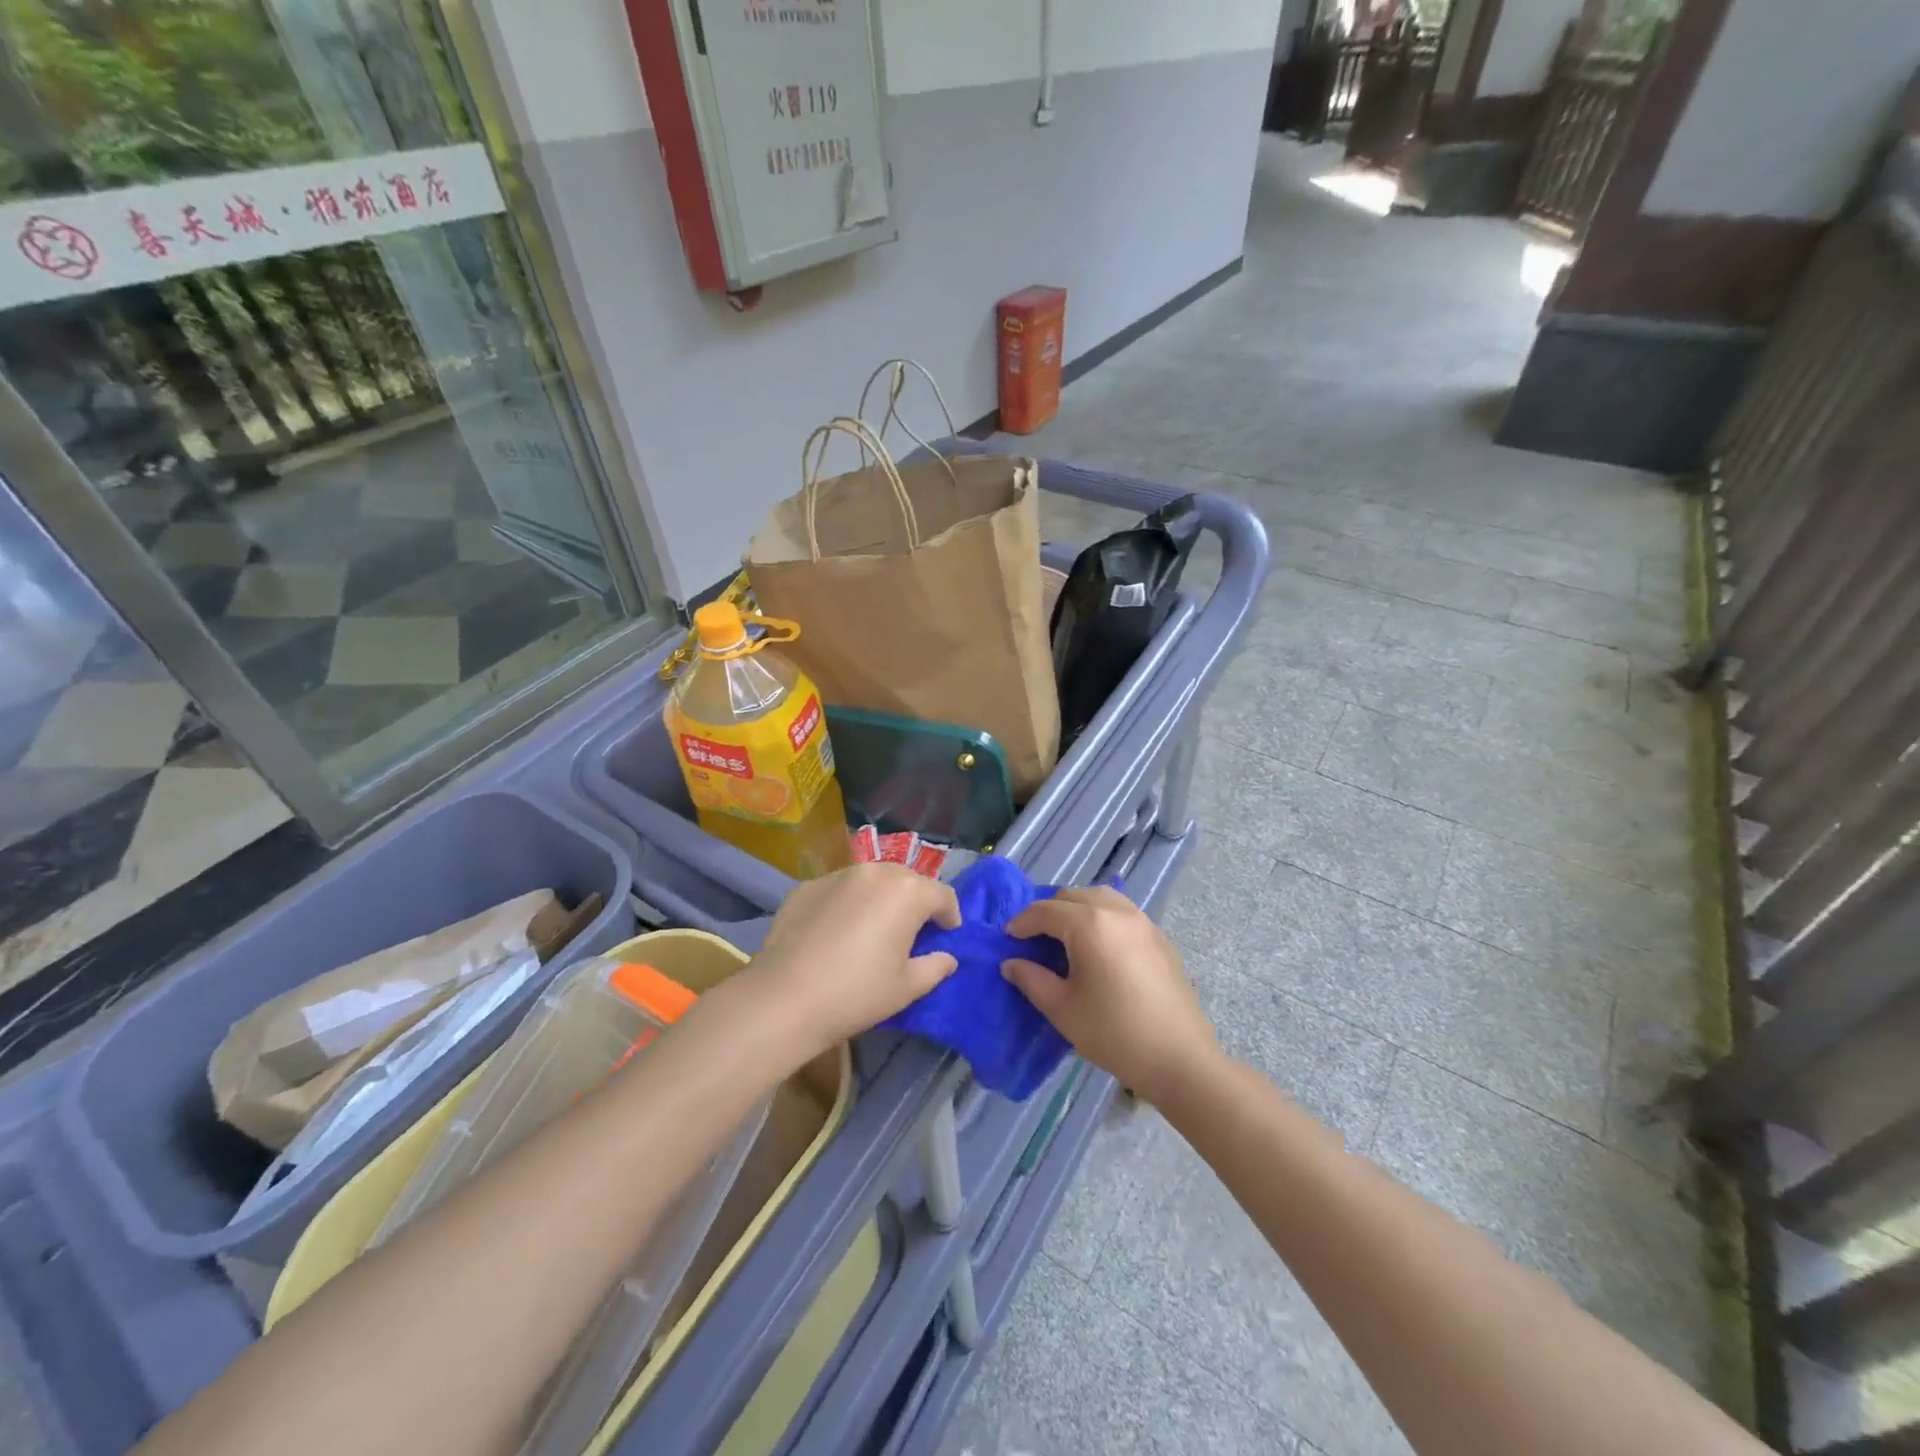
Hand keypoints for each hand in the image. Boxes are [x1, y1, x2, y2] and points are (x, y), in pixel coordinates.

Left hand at [749, 863, 960, 1057]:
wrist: (783, 999)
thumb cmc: (857, 994)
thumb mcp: (907, 988)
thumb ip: (935, 966)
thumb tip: (947, 957)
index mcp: (907, 891)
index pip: (942, 895)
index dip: (950, 915)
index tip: (947, 934)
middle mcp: (875, 871)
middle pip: (907, 881)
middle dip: (915, 903)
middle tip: (911, 933)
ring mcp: (837, 875)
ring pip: (871, 881)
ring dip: (880, 899)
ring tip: (872, 929)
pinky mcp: (807, 886)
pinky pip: (839, 890)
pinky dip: (847, 904)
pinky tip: (836, 933)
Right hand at [1001, 886, 1219, 1103]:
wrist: (1179, 1058)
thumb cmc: (1113, 1033)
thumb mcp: (1062, 1009)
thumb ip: (1031, 979)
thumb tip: (1011, 963)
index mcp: (1089, 924)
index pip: (1045, 911)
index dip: (1022, 923)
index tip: (1008, 939)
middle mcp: (1116, 912)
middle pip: (1073, 896)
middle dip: (1049, 912)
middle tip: (1035, 940)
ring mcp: (1143, 922)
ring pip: (1101, 898)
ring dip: (1077, 909)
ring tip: (1066, 937)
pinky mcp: (1160, 937)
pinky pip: (1123, 912)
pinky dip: (1102, 917)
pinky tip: (1099, 947)